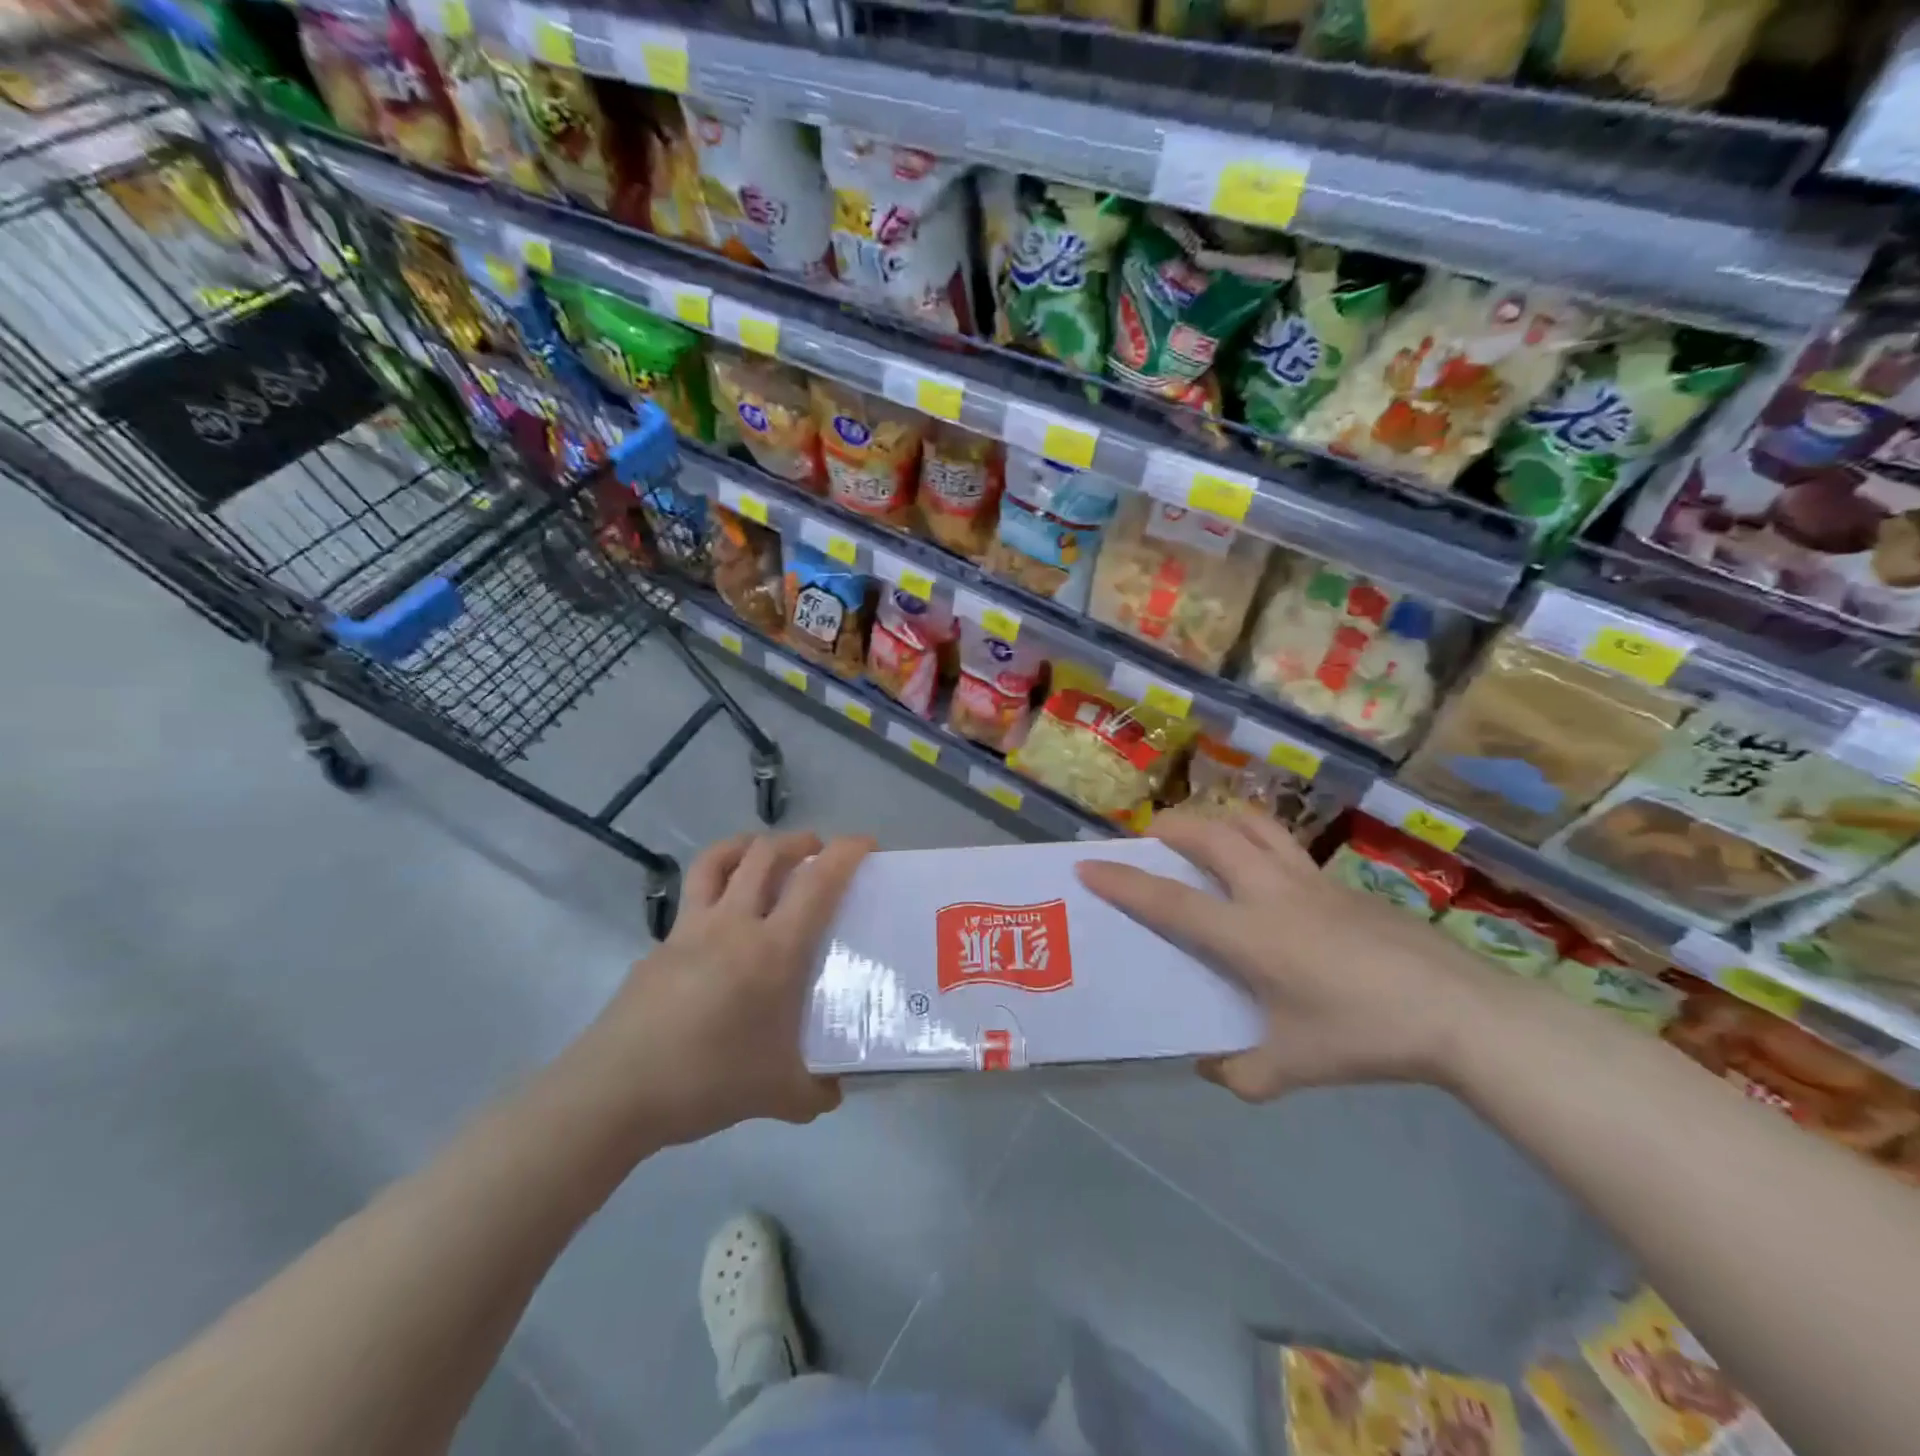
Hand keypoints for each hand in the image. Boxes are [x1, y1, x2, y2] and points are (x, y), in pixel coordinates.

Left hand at [590, 831, 873, 1145]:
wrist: (614, 1093)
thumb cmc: (706, 1082)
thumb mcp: (780, 1095)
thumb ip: (818, 1090)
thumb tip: (837, 1087)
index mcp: (773, 950)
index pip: (817, 882)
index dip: (845, 853)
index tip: (865, 843)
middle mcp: (733, 924)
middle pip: (766, 854)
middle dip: (798, 841)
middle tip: (817, 851)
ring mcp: (690, 929)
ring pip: (718, 860)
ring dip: (748, 845)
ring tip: (764, 855)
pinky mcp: (660, 945)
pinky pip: (692, 899)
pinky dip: (715, 888)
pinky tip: (721, 925)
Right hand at [1075, 806, 1493, 1100]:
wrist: (1460, 1013)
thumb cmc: (1366, 1035)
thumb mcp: (1293, 1066)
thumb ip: (1241, 1072)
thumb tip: (1208, 1066)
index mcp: (1248, 934)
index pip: (1170, 901)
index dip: (1123, 881)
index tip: (1088, 866)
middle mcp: (1271, 893)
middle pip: (1210, 835)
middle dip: (1170, 827)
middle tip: (1150, 838)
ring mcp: (1310, 881)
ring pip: (1253, 823)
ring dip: (1217, 819)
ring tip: (1202, 835)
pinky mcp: (1341, 883)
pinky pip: (1285, 846)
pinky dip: (1258, 842)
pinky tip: (1266, 878)